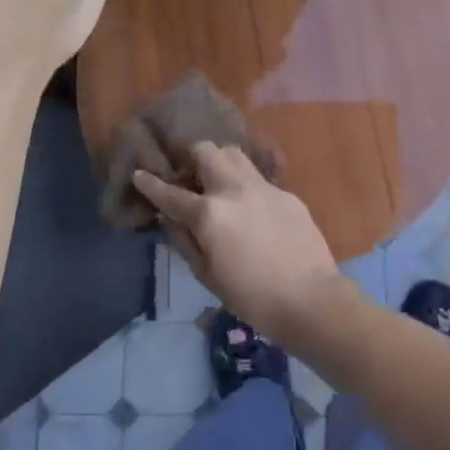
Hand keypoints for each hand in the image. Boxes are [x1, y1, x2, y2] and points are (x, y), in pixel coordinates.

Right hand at [133, 144, 338, 333]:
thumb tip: (170, 219)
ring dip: (220, 162)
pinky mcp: (287, 194)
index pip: (170, 193)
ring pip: (235, 154)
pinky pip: (259, 179)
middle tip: (189, 177)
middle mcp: (234, 190)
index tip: (140, 174)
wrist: (310, 298)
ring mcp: (264, 188)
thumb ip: (184, 242)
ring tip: (218, 183)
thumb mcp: (207, 275)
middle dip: (191, 157)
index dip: (150, 184)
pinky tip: (251, 209)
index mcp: (209, 214)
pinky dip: (246, 186)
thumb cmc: (251, 297)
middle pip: (207, 151)